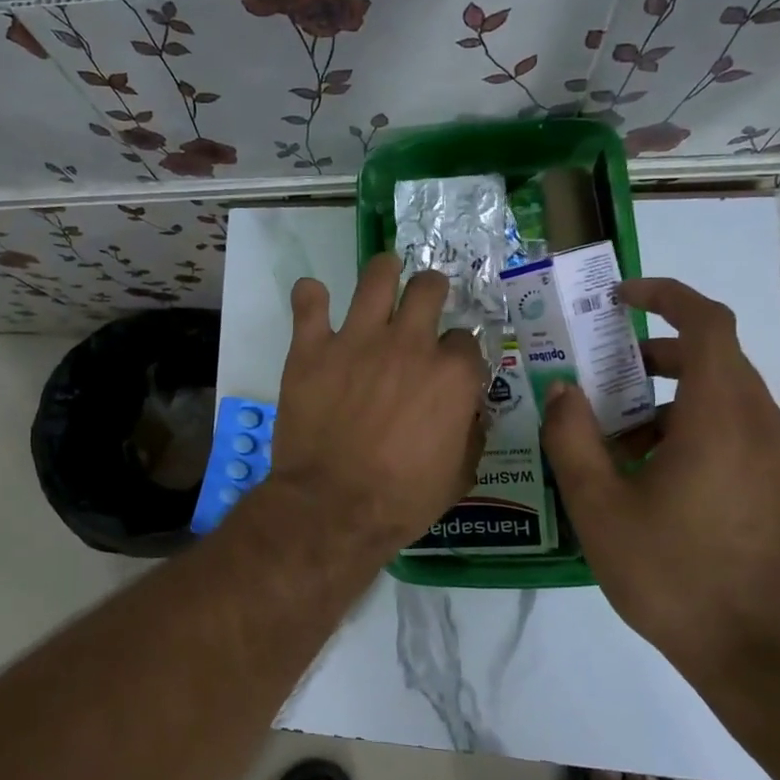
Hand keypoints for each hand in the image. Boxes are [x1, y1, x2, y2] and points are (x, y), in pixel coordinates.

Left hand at [264, 253, 487, 561]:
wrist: (332, 508)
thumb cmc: (401, 500)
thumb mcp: (458, 476)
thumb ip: (470, 433)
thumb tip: (469, 411)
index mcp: (451, 375)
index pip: (465, 340)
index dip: (458, 352)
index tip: (448, 365)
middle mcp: (409, 344)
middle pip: (429, 289)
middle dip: (431, 291)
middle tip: (422, 302)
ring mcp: (357, 341)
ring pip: (378, 276)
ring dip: (384, 271)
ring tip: (384, 274)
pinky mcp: (312, 348)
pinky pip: (309, 302)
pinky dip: (311, 297)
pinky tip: (314, 299)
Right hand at [540, 277, 779, 675]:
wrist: (756, 651)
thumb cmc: (670, 573)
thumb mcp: (598, 505)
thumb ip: (572, 438)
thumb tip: (564, 390)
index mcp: (720, 418)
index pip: (707, 323)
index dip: (665, 296)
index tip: (620, 298)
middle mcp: (762, 424)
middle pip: (714, 358)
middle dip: (654, 355)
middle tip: (604, 377)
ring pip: (723, 397)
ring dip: (669, 398)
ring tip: (617, 441)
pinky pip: (737, 430)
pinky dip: (692, 428)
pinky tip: (653, 476)